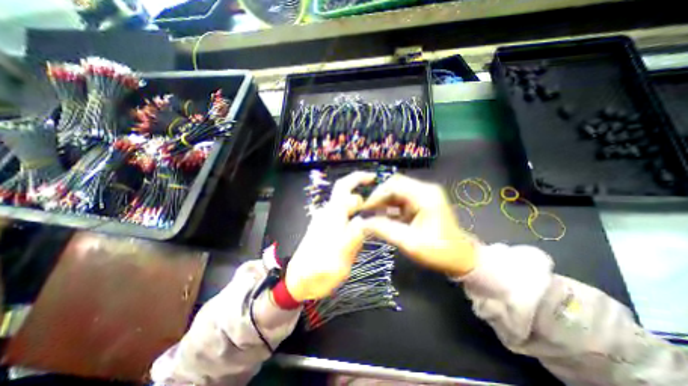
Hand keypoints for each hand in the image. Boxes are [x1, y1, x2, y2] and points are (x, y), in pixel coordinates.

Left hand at [284, 172, 374, 300]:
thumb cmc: (318, 272)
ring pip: (347, 206)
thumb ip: (354, 237)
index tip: (374, 178)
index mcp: (332, 216)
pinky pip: (344, 217)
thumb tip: (367, 220)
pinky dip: (357, 216)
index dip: (358, 178)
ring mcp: (327, 221)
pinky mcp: (327, 229)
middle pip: (346, 194)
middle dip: (363, 192)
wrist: (298, 281)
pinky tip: (366, 226)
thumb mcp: (339, 259)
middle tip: (382, 201)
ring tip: (378, 213)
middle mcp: (328, 214)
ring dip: (362, 205)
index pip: (344, 188)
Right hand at [361, 174, 480, 276]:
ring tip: (371, 215)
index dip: (377, 194)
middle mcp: (425, 190)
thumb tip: (362, 223)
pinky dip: (390, 207)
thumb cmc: (438, 251)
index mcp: (425, 196)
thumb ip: (384, 230)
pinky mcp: (421, 201)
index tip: (364, 208)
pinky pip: (400, 199)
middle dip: (378, 197)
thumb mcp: (409, 243)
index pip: (394, 184)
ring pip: (396, 191)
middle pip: (394, 185)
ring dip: (383, 202)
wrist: (460, 258)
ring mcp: (424, 195)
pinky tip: (382, 217)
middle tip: (366, 211)